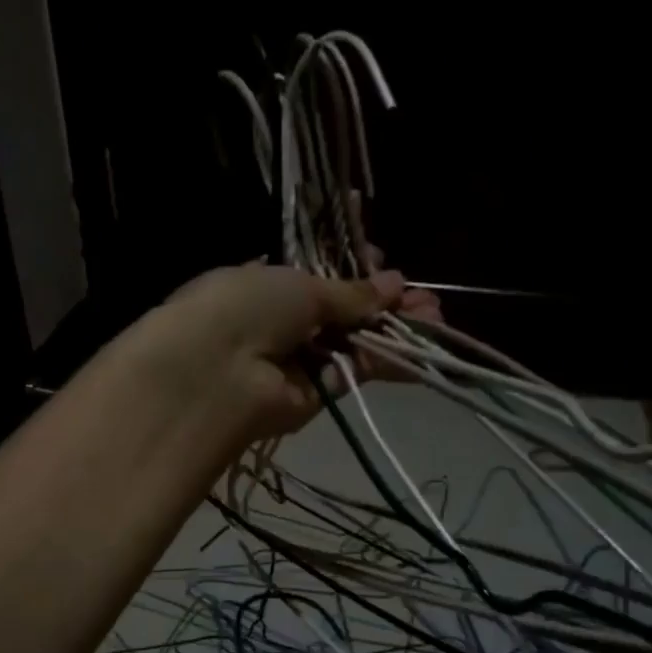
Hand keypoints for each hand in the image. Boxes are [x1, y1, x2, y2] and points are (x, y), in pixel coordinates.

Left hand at [133, 264, 443, 440]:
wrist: (215, 372)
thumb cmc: (247, 306)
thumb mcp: (300, 284)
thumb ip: (348, 290)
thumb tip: (392, 282)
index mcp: (267, 284)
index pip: (318, 274)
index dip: (353, 266)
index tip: (383, 256)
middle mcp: (284, 323)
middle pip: (343, 312)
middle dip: (384, 302)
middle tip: (426, 299)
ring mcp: (300, 361)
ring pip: (355, 343)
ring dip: (394, 330)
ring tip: (437, 321)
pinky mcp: (315, 396)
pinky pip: (356, 372)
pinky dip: (388, 361)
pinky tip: (424, 351)